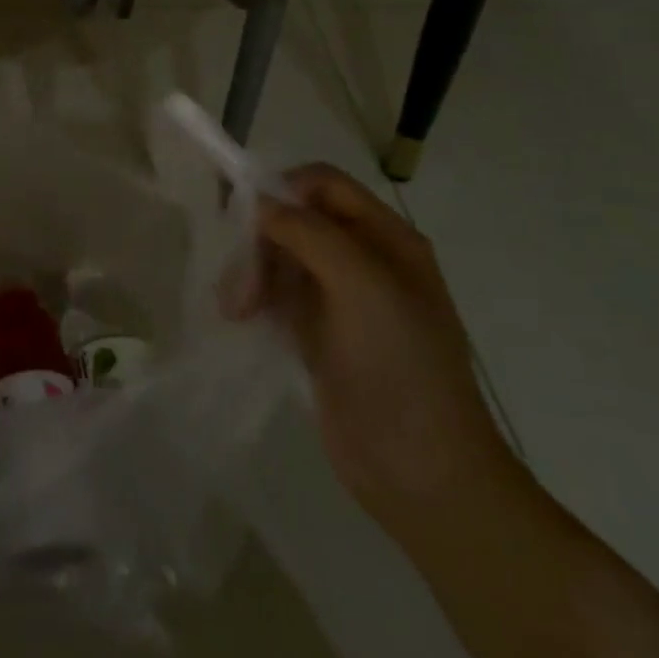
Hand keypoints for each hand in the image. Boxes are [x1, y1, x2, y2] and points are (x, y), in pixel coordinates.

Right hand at [225, 163, 522, 539]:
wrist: (422, 472)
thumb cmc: (399, 370)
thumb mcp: (362, 288)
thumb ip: (310, 234)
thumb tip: (261, 202)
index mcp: (387, 239)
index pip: (323, 184)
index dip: (281, 190)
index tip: (243, 221)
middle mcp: (364, 259)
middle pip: (295, 219)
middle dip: (260, 241)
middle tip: (241, 285)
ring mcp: (340, 298)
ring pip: (279, 256)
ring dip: (250, 272)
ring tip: (236, 310)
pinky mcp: (318, 332)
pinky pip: (276, 293)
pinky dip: (254, 297)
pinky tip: (241, 319)